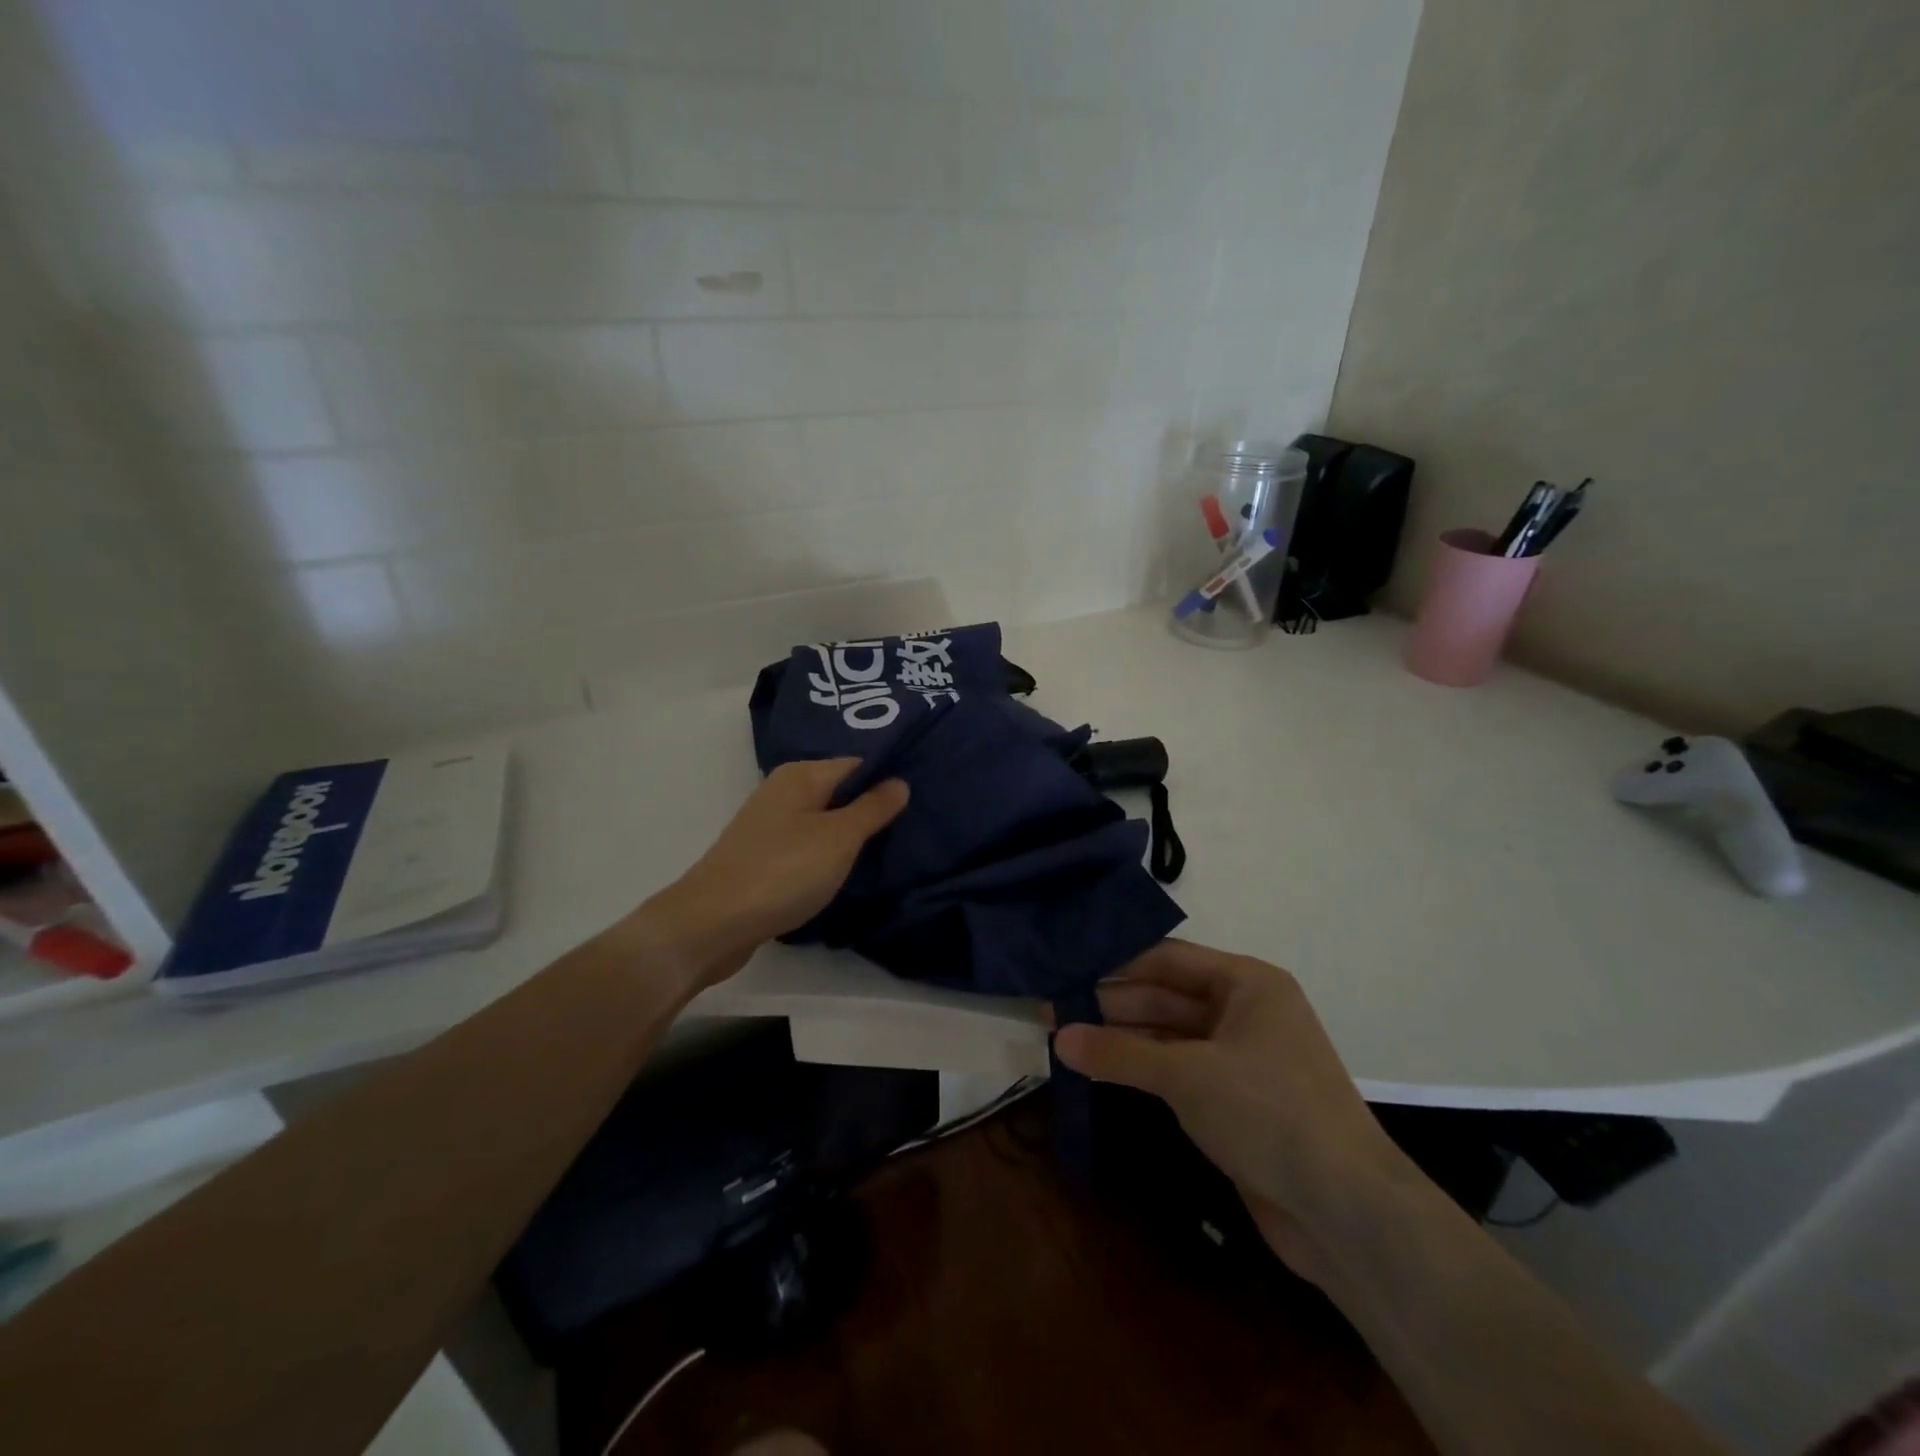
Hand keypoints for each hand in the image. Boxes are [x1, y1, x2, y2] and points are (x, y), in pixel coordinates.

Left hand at [640, 759, 908, 984]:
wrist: (712, 924)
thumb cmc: (782, 871)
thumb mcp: (839, 838)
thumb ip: (872, 808)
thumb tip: (900, 781)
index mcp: (800, 776)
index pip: (858, 764)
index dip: (889, 779)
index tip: (924, 797)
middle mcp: (783, 793)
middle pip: (840, 793)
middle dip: (873, 810)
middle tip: (916, 828)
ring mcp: (770, 828)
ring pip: (824, 823)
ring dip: (852, 837)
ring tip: (892, 851)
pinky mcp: (764, 859)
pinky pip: (808, 849)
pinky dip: (829, 858)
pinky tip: (850, 873)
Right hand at [1053, 939, 1411, 1280]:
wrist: (1347, 1213)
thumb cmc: (1269, 1113)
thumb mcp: (1187, 1074)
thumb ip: (1121, 1052)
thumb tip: (1059, 1037)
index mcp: (1247, 984)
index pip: (1167, 960)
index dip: (1115, 965)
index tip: (1065, 969)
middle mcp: (1245, 1012)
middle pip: (1166, 996)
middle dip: (1112, 1004)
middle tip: (1053, 1009)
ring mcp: (1241, 1058)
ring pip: (1170, 1035)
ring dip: (1123, 1039)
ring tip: (1065, 1038)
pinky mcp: (1236, 1102)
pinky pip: (1179, 1071)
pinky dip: (1143, 1070)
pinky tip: (1103, 1071)